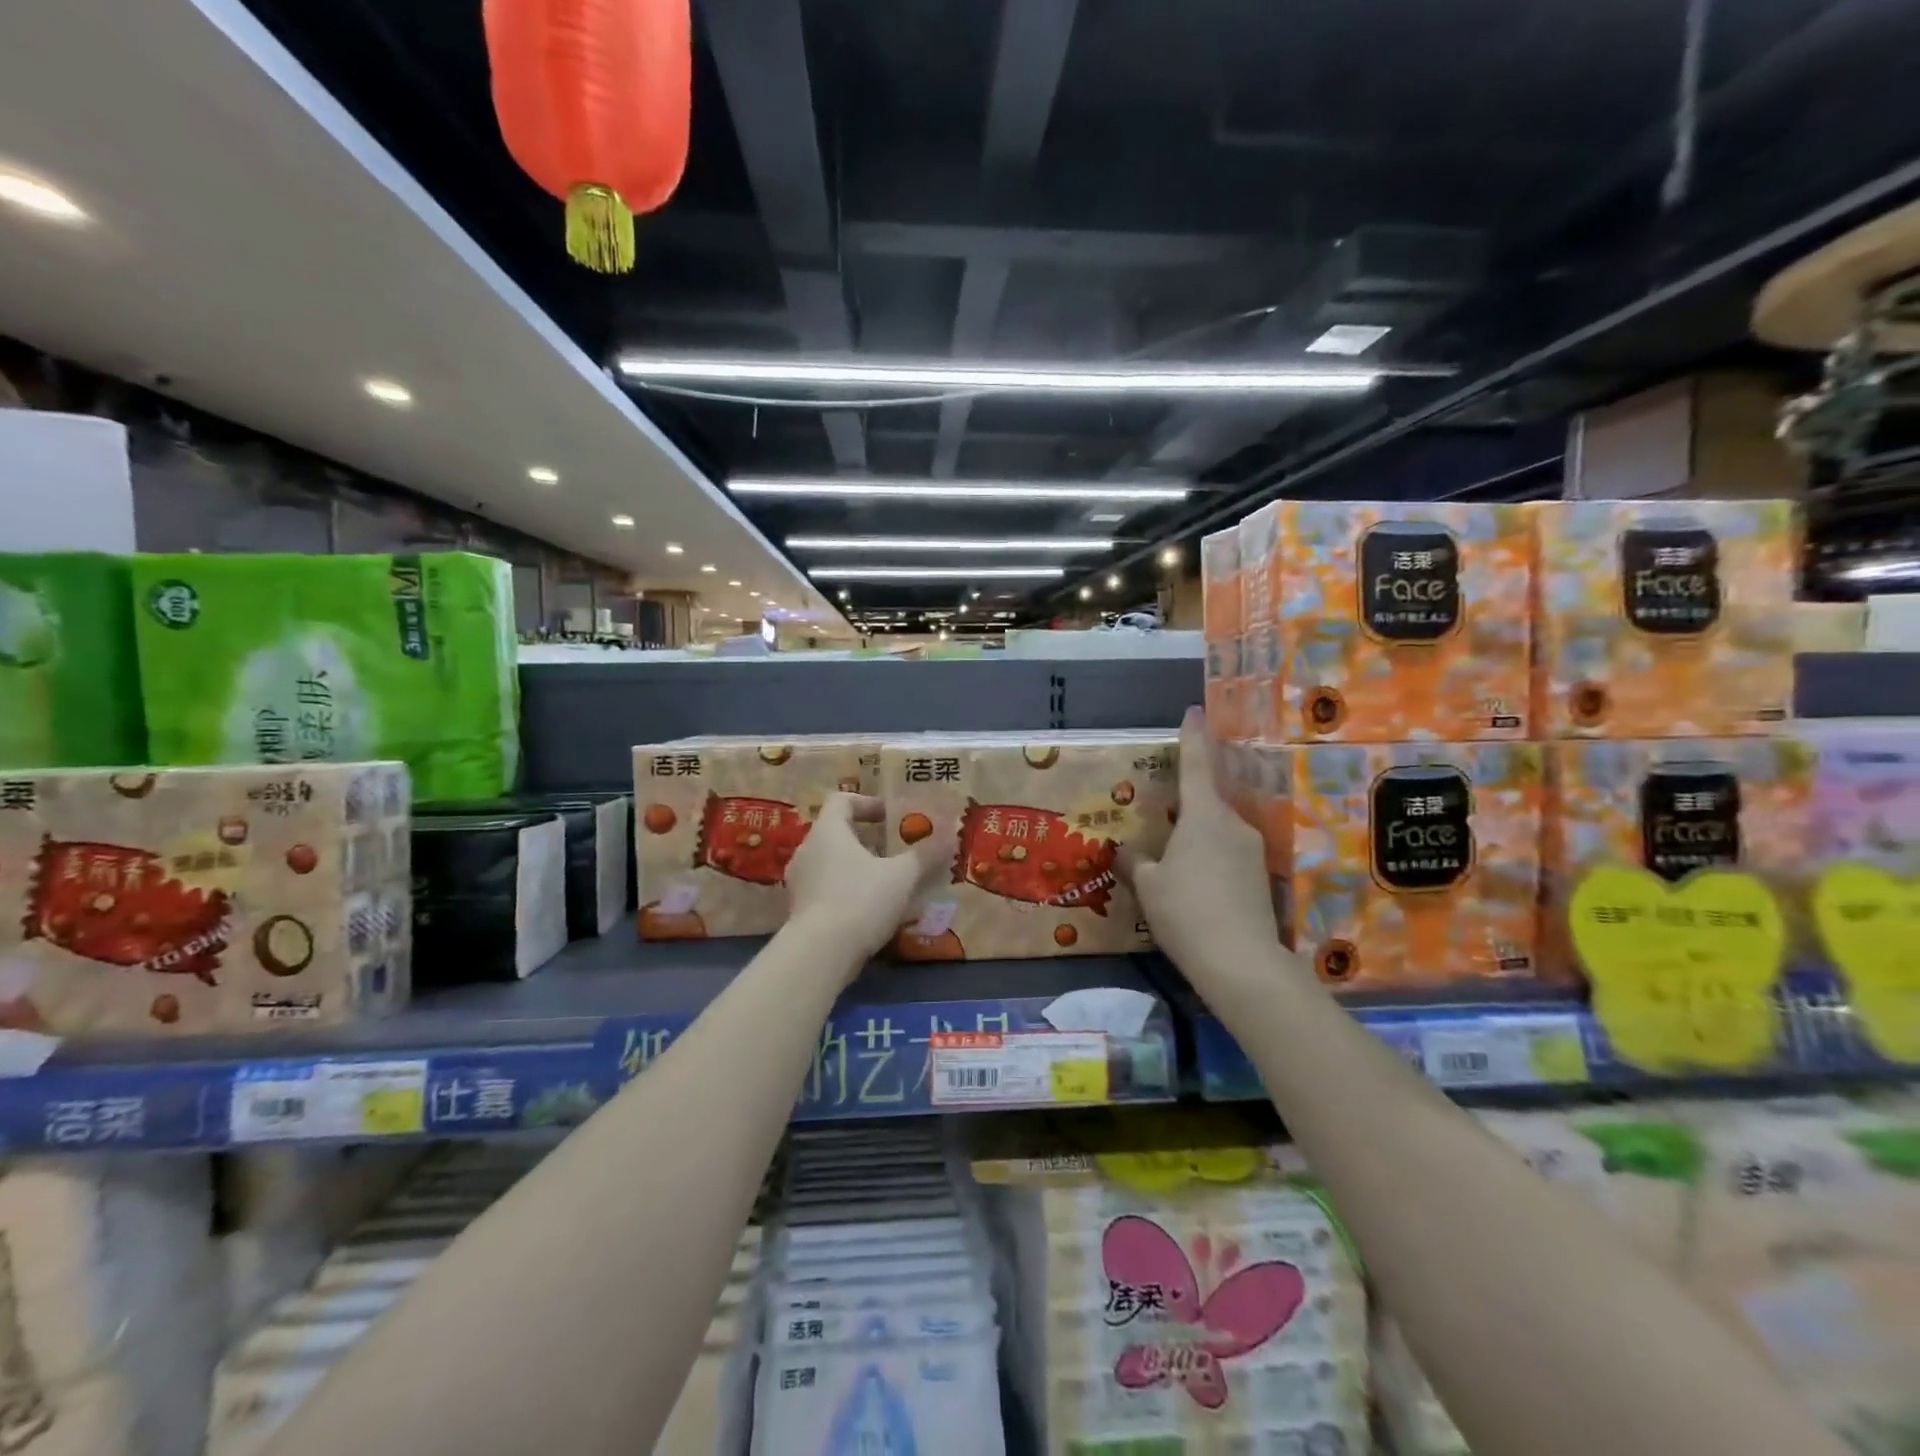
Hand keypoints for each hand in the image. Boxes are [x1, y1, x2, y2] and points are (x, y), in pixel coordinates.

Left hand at [784, 793, 954, 976]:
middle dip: (868, 840)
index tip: (892, 817)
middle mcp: (807, 850)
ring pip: (831, 863)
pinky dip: (847, 892)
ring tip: (887, 883)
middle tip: (896, 852)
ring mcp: (799, 882)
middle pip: (837, 833)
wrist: (819, 955)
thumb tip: (951, 832)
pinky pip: (826, 890)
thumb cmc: (860, 900)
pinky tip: (871, 911)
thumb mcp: (902, 876)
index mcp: (828, 831)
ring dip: (858, 868)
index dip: (868, 803)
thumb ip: (925, 854)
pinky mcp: (799, 911)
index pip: (842, 800)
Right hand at [1119, 709, 1299, 996]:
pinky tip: (1196, 887)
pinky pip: (1228, 856)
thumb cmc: (1185, 911)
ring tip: (1174, 862)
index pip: (1196, 765)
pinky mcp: (1261, 878)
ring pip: (1218, 831)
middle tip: (1163, 815)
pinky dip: (1210, 861)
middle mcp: (1232, 824)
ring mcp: (1252, 851)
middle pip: (1208, 802)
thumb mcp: (1148, 886)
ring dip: (1198, 837)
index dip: (1193, 737)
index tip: (1194, 711)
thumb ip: (1135, 862)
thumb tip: (1126, 852)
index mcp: (1203, 815)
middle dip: (1187, 804)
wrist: (1241, 963)